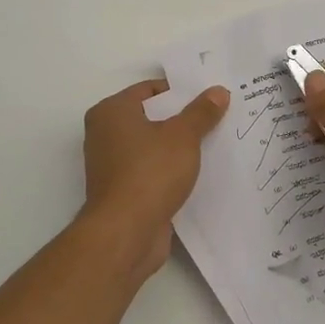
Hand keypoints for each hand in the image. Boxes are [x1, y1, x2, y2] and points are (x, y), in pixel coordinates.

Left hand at [81, 79, 228, 276]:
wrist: (126, 233)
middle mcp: (105, 134)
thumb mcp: (183, 136)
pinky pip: (152, 171)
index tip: (209, 98)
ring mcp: (112, 165)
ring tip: (214, 144)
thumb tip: (219, 91)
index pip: (150, 90)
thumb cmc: (150, 172)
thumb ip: (201, 112)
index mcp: (111, 112)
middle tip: (217, 118)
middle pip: (151, 118)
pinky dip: (171, 170)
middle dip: (182, 119)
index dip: (180, 92)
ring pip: (153, 146)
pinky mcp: (123, 191)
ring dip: (178, 147)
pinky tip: (198, 173)